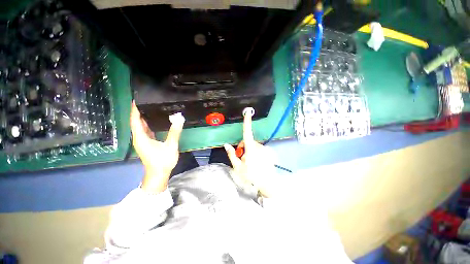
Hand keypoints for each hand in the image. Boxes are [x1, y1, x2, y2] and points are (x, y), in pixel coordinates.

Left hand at [130, 102, 184, 193]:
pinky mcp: (147, 144)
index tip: (136, 99)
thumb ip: (174, 132)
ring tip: (150, 108)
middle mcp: (139, 138)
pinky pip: (145, 131)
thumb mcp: (170, 146)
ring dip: (144, 118)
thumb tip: (179, 118)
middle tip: (146, 101)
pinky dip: (148, 124)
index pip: (135, 121)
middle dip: (139, 112)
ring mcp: (143, 142)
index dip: (135, 110)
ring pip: (141, 127)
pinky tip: (155, 121)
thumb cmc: (162, 161)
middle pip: (137, 122)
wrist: (158, 174)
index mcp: (141, 138)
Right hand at [224, 112, 277, 197]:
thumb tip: (226, 145)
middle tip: (241, 157)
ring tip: (249, 162)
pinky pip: (259, 149)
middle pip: (248, 141)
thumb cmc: (251, 176)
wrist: (267, 184)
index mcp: (251, 149)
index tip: (248, 113)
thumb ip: (232, 154)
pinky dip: (256, 152)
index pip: (247, 133)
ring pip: (254, 145)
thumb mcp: (238, 167)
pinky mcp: (269, 153)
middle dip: (243, 147)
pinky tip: (256, 162)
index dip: (247, 122)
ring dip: (249, 150)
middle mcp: (259, 147)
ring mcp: (265, 150)